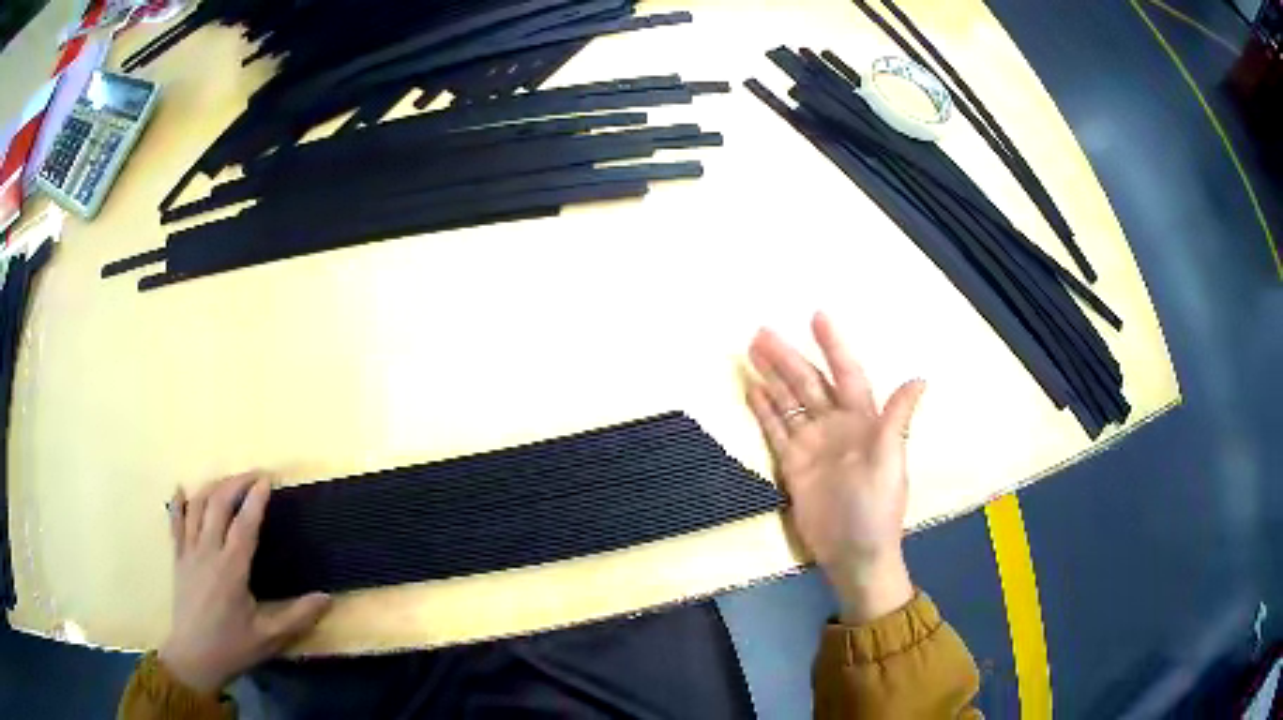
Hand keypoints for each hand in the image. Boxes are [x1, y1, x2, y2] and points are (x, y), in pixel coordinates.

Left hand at [160, 471, 330, 693]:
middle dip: (236, 483)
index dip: (256, 499)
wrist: (194, 658)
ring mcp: (189, 552)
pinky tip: (181, 489)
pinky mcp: (178, 558)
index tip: (268, 479)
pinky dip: (178, 502)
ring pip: (197, 506)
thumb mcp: (270, 638)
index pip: (244, 523)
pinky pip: (175, 522)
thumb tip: (327, 598)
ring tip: (228, 481)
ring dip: (212, 487)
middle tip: (254, 475)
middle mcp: (208, 551)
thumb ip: (298, 617)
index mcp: (231, 569)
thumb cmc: (233, 647)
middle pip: (218, 504)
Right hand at [746, 312, 925, 623]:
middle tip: (762, 331)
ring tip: (751, 351)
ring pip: (789, 402)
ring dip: (772, 377)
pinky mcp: (793, 465)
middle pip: (808, 383)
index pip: (846, 374)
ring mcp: (812, 445)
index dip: (834, 346)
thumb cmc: (877, 507)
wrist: (854, 553)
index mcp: (864, 421)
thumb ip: (897, 419)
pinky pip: (776, 431)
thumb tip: (920, 377)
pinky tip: (753, 390)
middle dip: (788, 356)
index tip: (817, 316)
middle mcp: (836, 426)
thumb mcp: (890, 461)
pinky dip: (765, 411)